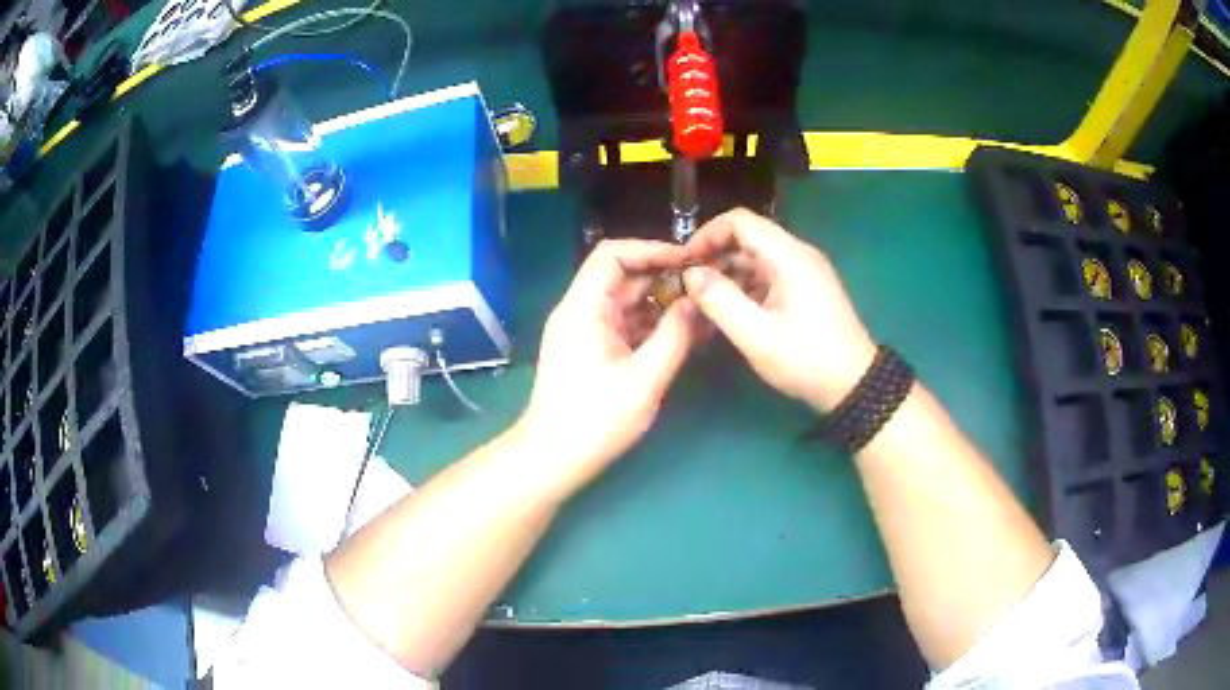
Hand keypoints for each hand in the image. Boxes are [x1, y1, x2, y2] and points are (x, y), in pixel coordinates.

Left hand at [516, 239, 700, 496]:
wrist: (553, 457)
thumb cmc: (595, 420)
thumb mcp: (644, 380)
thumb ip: (675, 336)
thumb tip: (697, 302)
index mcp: (584, 308)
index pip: (612, 254)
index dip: (650, 249)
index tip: (687, 260)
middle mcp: (579, 310)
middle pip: (620, 275)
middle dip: (661, 276)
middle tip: (702, 286)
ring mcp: (582, 329)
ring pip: (623, 299)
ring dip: (658, 301)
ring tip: (698, 309)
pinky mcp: (588, 348)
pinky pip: (621, 322)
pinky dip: (648, 322)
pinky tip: (679, 333)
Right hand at [683, 208, 875, 412]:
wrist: (854, 384)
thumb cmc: (806, 360)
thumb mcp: (757, 336)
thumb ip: (720, 301)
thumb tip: (691, 274)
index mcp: (789, 256)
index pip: (740, 221)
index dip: (707, 234)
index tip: (685, 262)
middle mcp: (798, 254)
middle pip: (748, 237)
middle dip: (715, 256)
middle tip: (689, 286)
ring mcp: (804, 271)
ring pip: (756, 257)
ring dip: (728, 273)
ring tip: (703, 302)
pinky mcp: (806, 288)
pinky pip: (768, 275)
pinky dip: (745, 286)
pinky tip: (729, 311)